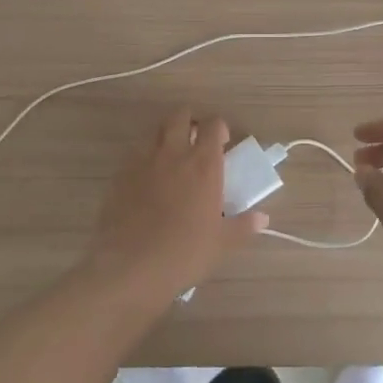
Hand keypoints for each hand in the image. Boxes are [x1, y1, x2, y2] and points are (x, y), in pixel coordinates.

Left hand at [83, 109, 266, 303]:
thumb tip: (262, 219)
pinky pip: (135, 153)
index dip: (219, 128)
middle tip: (195, 139)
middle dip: (189, 120)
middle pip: (180, 115)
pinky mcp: (120, 174)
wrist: (130, 266)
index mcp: (203, 164)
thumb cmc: (184, 253)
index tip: (222, 142)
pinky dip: (144, 157)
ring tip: (171, 156)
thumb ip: (243, 226)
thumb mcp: (221, 243)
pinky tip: (147, 179)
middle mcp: (173, 153)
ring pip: (155, 130)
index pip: (213, 125)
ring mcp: (143, 161)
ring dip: (165, 135)